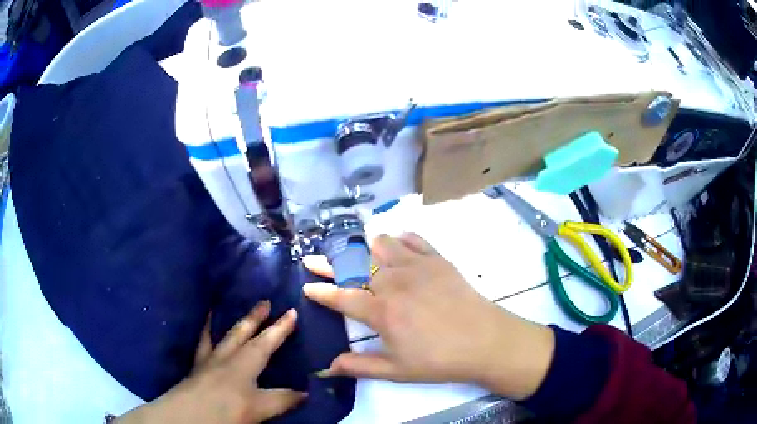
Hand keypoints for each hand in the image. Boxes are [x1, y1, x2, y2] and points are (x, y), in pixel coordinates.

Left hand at [117, 302, 306, 423]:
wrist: (189, 415)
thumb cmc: (227, 410)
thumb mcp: (260, 408)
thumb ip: (282, 399)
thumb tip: (306, 392)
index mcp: (245, 364)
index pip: (266, 343)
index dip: (280, 329)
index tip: (292, 311)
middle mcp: (226, 356)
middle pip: (243, 333)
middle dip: (255, 318)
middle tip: (264, 302)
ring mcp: (208, 360)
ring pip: (221, 335)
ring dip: (229, 322)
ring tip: (227, 306)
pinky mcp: (196, 367)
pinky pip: (200, 344)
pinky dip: (203, 332)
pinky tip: (203, 326)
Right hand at [303, 233, 554, 399]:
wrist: (485, 341)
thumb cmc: (439, 360)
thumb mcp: (397, 371)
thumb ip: (359, 366)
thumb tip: (328, 367)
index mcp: (381, 312)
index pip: (340, 296)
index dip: (320, 291)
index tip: (306, 285)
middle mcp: (393, 282)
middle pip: (353, 265)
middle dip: (329, 262)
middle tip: (314, 259)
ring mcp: (416, 266)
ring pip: (380, 243)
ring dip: (365, 248)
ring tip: (360, 256)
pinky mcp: (437, 259)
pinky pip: (412, 238)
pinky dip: (400, 239)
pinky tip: (398, 247)